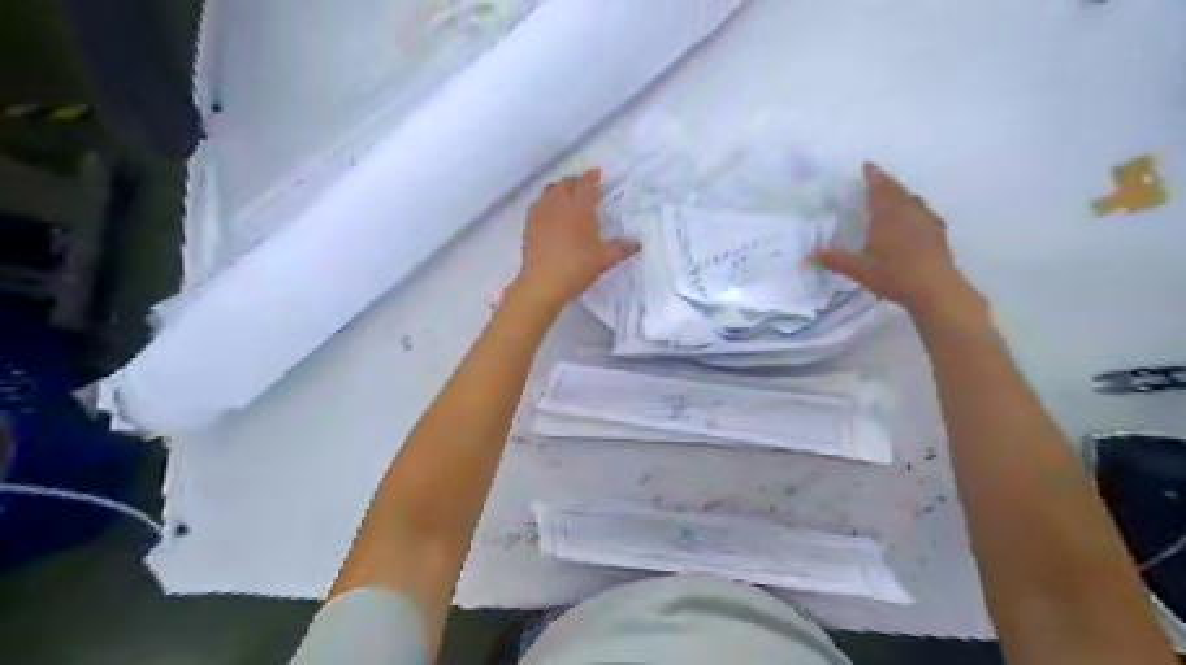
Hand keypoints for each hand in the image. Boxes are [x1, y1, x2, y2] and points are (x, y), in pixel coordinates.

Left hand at [510, 169, 638, 307]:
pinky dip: (545, 203)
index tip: (596, 173)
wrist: (542, 283)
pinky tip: (549, 214)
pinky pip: (537, 206)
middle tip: (582, 187)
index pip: (585, 184)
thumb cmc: (577, 267)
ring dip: (558, 190)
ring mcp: (540, 214)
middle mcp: (558, 205)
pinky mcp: (529, 226)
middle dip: (574, 182)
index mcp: (579, 208)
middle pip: (564, 184)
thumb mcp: (604, 259)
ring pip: (548, 192)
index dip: (591, 177)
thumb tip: (638, 244)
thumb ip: (621, 249)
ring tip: (564, 197)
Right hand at [815, 161, 982, 314]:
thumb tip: (811, 254)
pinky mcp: (938, 234)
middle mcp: (908, 213)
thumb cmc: (893, 274)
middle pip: (897, 191)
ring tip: (896, 194)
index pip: (878, 189)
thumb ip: (835, 259)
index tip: (867, 166)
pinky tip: (917, 218)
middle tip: (878, 177)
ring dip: (903, 194)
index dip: (872, 176)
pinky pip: (925, 213)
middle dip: (887, 182)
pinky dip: (917, 209)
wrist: (934, 288)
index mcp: (887, 216)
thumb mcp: (858, 269)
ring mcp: (926, 222)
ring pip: (913, 200)